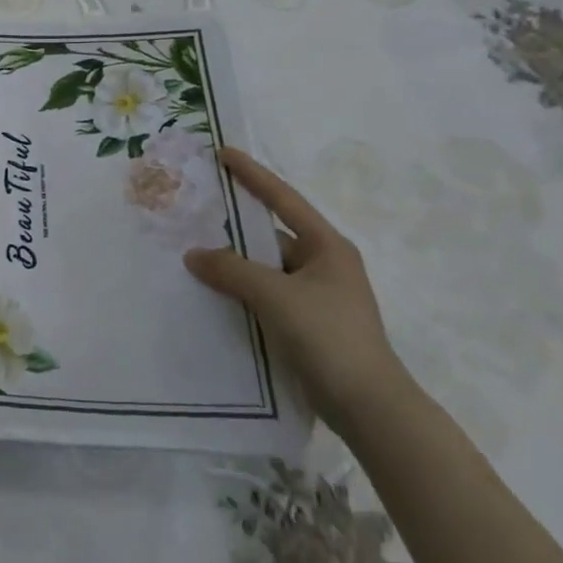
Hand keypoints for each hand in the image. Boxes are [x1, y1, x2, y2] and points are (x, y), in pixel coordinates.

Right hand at [184, 147, 412, 431]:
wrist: (371, 409)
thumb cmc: (331, 338)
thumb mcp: (276, 297)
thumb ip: (232, 270)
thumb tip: (193, 255)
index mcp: (327, 247)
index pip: (283, 199)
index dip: (252, 174)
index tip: (223, 153)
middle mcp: (324, 265)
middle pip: (269, 235)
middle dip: (233, 225)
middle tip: (195, 209)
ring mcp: (316, 296)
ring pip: (264, 268)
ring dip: (233, 263)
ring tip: (192, 252)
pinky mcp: (307, 324)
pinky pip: (265, 295)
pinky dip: (240, 291)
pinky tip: (211, 293)